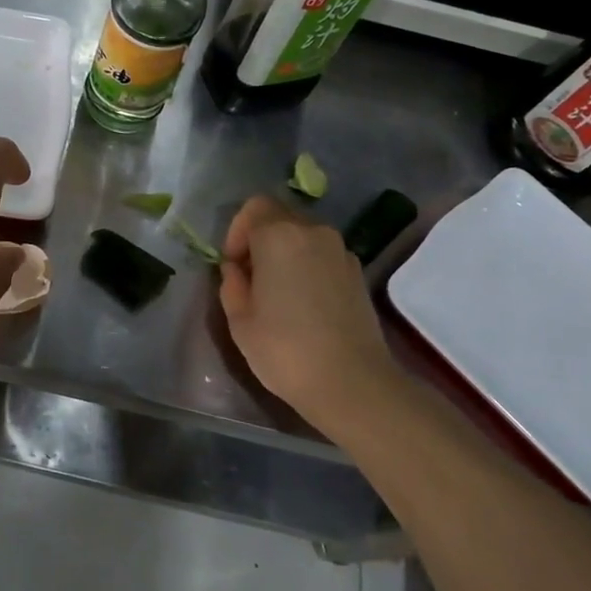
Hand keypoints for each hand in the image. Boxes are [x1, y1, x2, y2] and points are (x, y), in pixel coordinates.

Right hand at [219, 195, 400, 439]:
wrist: (352, 382)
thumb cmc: (284, 349)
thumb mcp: (240, 320)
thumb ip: (232, 285)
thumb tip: (237, 270)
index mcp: (279, 236)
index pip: (254, 207)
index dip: (237, 231)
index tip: (233, 265)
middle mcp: (314, 233)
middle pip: (280, 218)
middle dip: (261, 241)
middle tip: (251, 279)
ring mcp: (341, 252)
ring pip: (304, 238)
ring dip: (285, 254)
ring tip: (277, 294)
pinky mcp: (358, 274)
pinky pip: (323, 257)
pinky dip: (308, 268)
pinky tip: (304, 305)